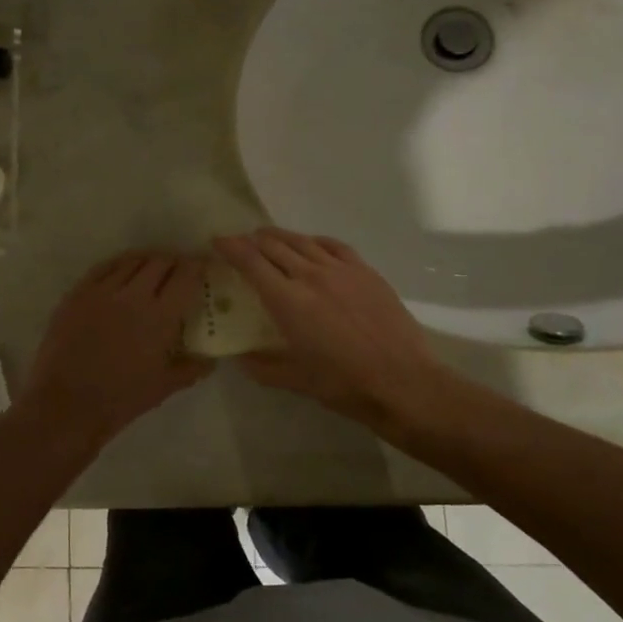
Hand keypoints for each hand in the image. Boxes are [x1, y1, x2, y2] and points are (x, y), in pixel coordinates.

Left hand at [18, 252, 212, 451]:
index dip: (197, 266)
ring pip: (131, 260)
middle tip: (178, 271)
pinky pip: (103, 267)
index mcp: (161, 316)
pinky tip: (122, 271)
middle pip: (160, 262)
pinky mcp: (78, 293)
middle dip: (174, 262)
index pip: (186, 276)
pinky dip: (119, 265)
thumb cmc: (120, 399)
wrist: (66, 404)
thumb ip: (190, 368)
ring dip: (147, 260)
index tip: (202, 267)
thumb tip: (210, 360)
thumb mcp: (163, 387)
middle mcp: (134, 295)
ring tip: (152, 268)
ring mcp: (102, 291)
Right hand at [214, 229, 448, 434]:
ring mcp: (341, 270)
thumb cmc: (345, 384)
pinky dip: (314, 241)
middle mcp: (311, 276)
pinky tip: (311, 245)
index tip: (218, 241)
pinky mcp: (366, 272)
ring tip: (268, 238)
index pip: (251, 262)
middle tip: (240, 243)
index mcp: (288, 301)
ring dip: (280, 237)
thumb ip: (263, 366)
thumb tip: (239, 359)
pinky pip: (333, 246)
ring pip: (303, 241)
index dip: (231, 247)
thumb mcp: (296, 380)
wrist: (404, 382)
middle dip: (252, 240)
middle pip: (274, 245)